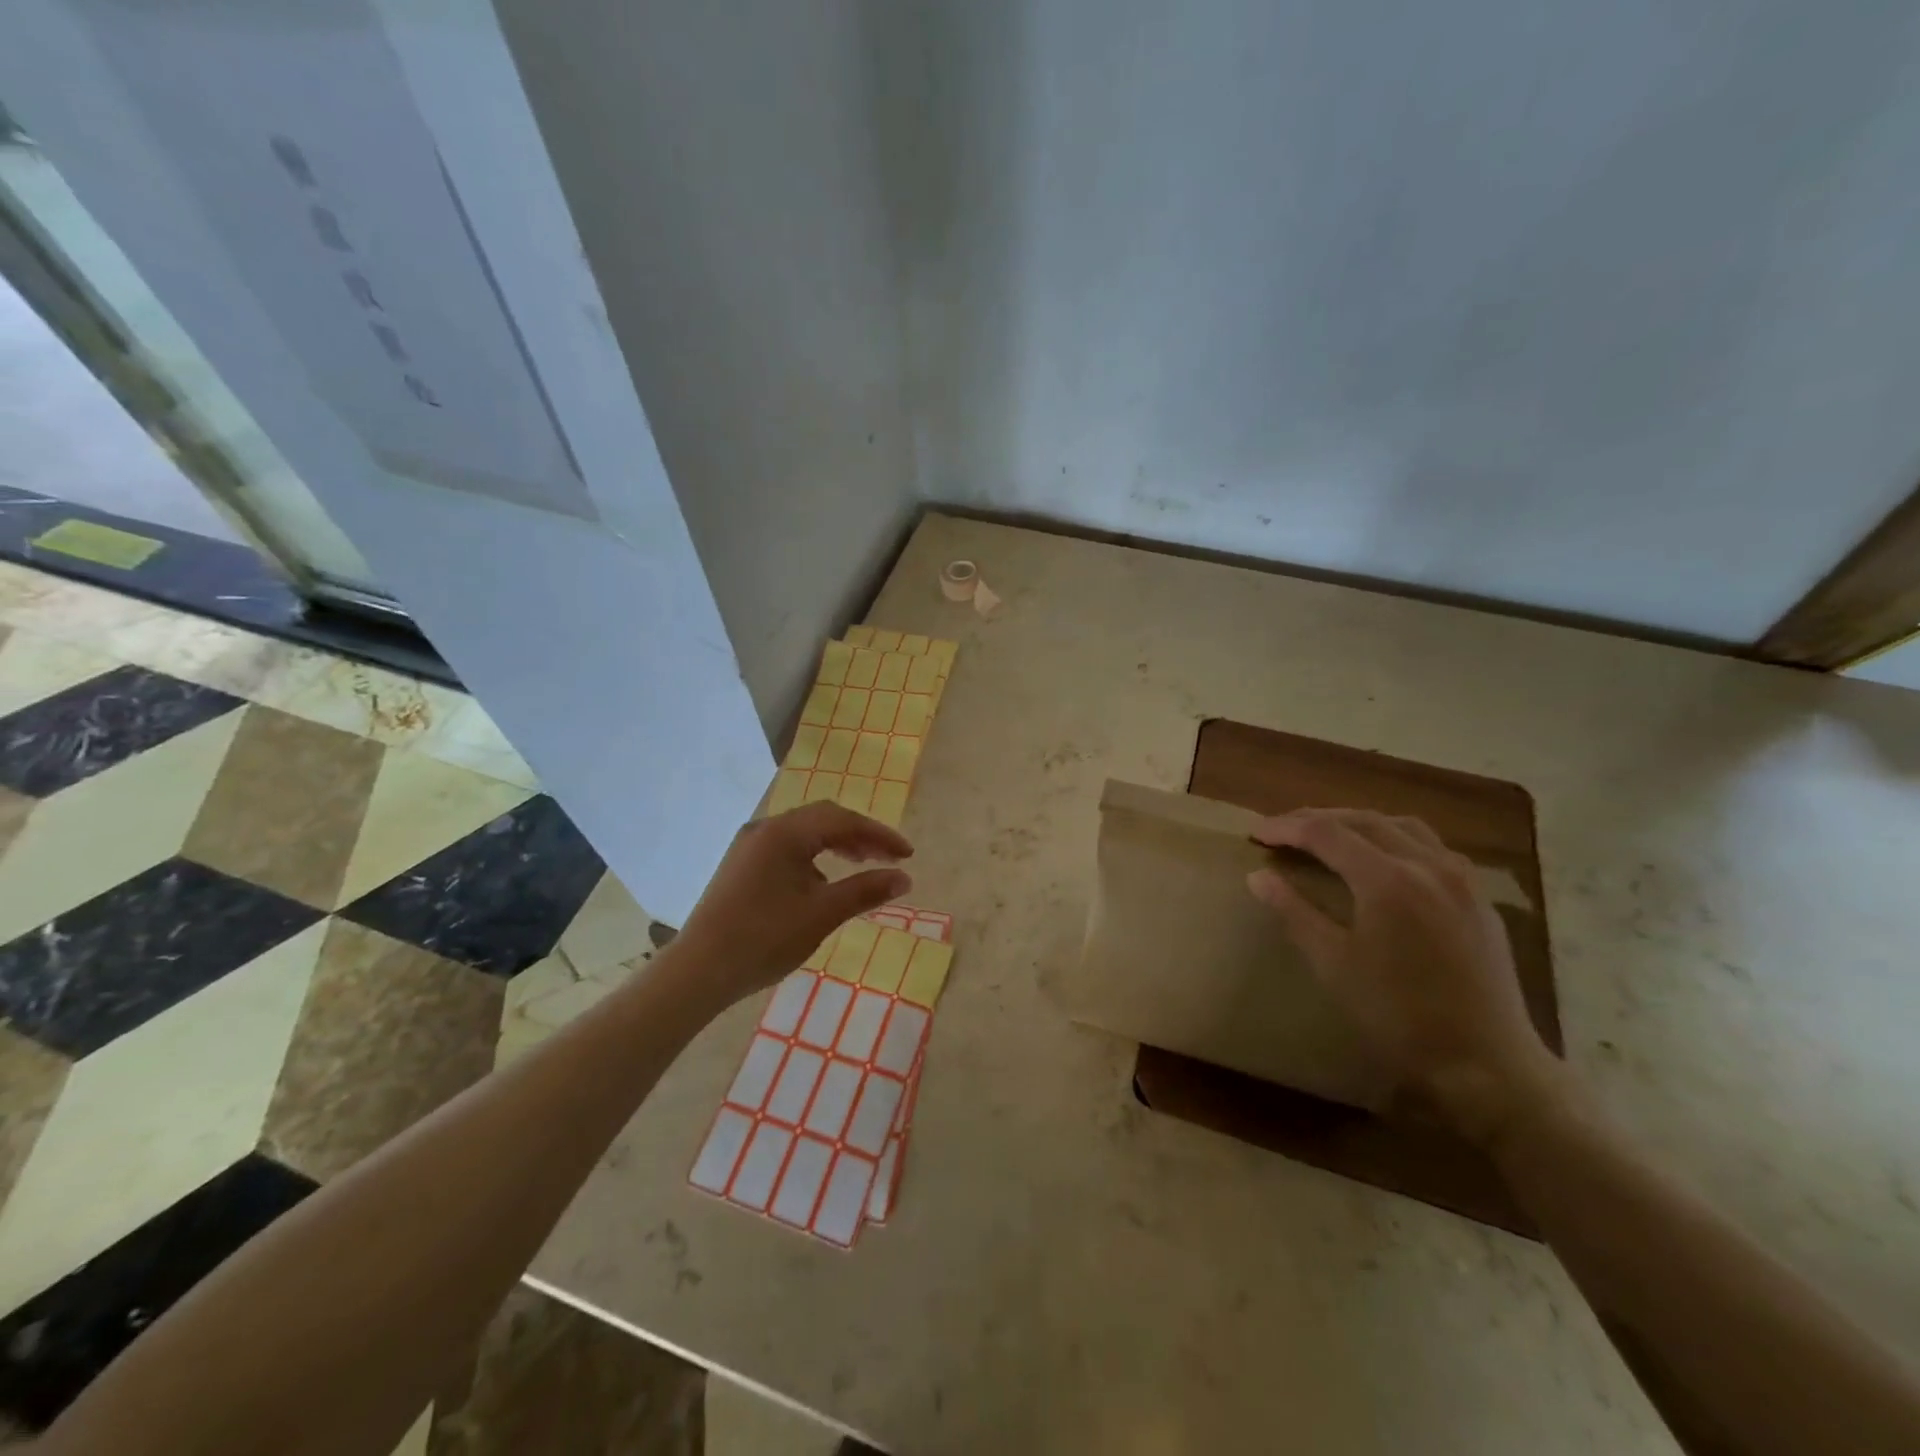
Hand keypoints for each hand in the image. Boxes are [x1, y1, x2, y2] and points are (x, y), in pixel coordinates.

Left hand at [669, 802, 913, 1007]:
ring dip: (837, 844)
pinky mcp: (741, 865)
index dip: (880, 835)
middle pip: (823, 819)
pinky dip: (814, 856)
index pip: (843, 820)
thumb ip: (865, 890)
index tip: (908, 854)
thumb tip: (904, 879)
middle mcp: (765, 828)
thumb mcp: (822, 914)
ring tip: (862, 864)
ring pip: (804, 833)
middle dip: (860, 835)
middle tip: (889, 858)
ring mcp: (749, 846)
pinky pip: (787, 848)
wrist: (698, 971)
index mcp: (784, 833)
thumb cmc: (764, 939)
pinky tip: (823, 881)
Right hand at [1246, 808, 1562, 1142]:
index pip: (1325, 833)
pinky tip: (1384, 861)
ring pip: (1403, 826)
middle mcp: (1427, 865)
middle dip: (1317, 818)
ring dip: (1359, 823)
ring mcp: (1460, 879)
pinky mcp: (1479, 899)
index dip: (1286, 828)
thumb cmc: (1398, 1015)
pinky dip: (1396, 840)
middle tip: (1283, 829)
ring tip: (1330, 835)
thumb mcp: (1333, 964)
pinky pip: (1433, 848)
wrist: (1486, 1064)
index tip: (1255, 833)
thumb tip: (1258, 876)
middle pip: (1363, 820)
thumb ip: (1294, 912)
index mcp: (1387, 879)